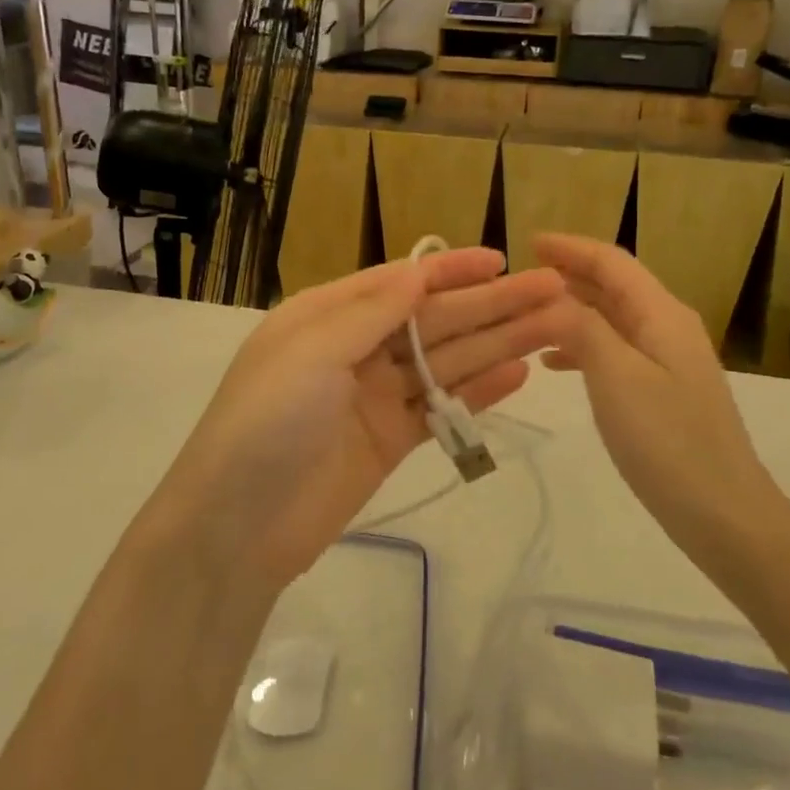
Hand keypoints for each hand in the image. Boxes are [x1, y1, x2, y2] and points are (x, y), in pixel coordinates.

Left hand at [143, 250, 572, 588]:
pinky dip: (478, 392)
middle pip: (433, 320)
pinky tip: (519, 374)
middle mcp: (354, 350)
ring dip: (497, 344)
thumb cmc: (266, 422)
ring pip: (445, 361)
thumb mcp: (312, 352)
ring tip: (552, 327)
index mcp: (327, 317)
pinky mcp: (390, 441)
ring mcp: (374, 397)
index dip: (451, 271)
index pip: (399, 283)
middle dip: (490, 305)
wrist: (236, 528)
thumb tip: (418, 271)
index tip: (500, 261)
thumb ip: (371, 312)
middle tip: (553, 292)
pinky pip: (441, 408)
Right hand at [535, 235, 775, 554]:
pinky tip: (554, 363)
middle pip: (614, 286)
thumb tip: (549, 296)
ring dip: (572, 311)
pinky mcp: (663, 391)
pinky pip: (616, 351)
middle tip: (521, 278)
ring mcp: (669, 360)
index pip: (612, 262)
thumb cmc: (667, 440)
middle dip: (569, 275)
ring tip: (528, 317)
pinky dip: (583, 346)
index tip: (528, 242)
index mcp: (661, 314)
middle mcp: (668, 327)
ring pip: (612, 319)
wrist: (724, 514)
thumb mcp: (616, 377)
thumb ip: (581, 327)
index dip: (570, 248)